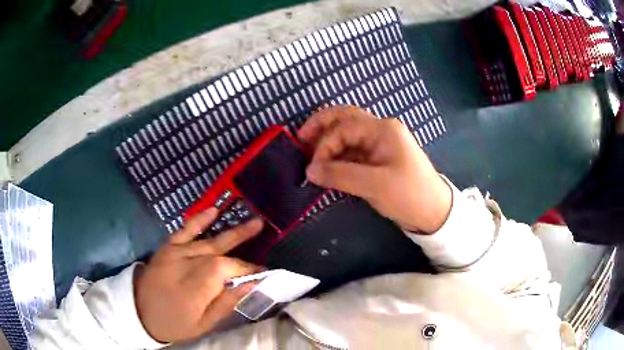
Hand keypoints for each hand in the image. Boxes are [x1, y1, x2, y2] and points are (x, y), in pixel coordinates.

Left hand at [134, 209, 263, 342]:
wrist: (139, 311)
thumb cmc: (174, 323)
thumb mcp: (203, 324)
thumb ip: (226, 303)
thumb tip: (251, 285)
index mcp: (195, 287)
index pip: (227, 270)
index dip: (247, 269)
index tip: (263, 271)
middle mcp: (186, 265)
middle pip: (219, 253)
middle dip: (243, 246)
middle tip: (263, 233)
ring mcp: (175, 253)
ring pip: (208, 240)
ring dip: (232, 231)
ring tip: (254, 222)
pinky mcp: (167, 247)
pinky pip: (184, 230)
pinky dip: (199, 219)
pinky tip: (214, 210)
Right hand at [298, 105, 451, 232]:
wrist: (433, 211)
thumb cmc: (408, 194)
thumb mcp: (374, 185)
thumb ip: (340, 174)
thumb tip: (309, 170)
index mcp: (382, 130)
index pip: (344, 127)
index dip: (324, 144)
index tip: (313, 167)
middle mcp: (380, 130)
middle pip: (345, 119)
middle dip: (321, 126)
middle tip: (300, 138)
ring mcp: (380, 144)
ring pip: (348, 135)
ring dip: (329, 143)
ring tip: (311, 156)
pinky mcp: (378, 159)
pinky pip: (353, 151)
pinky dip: (338, 157)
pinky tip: (328, 167)